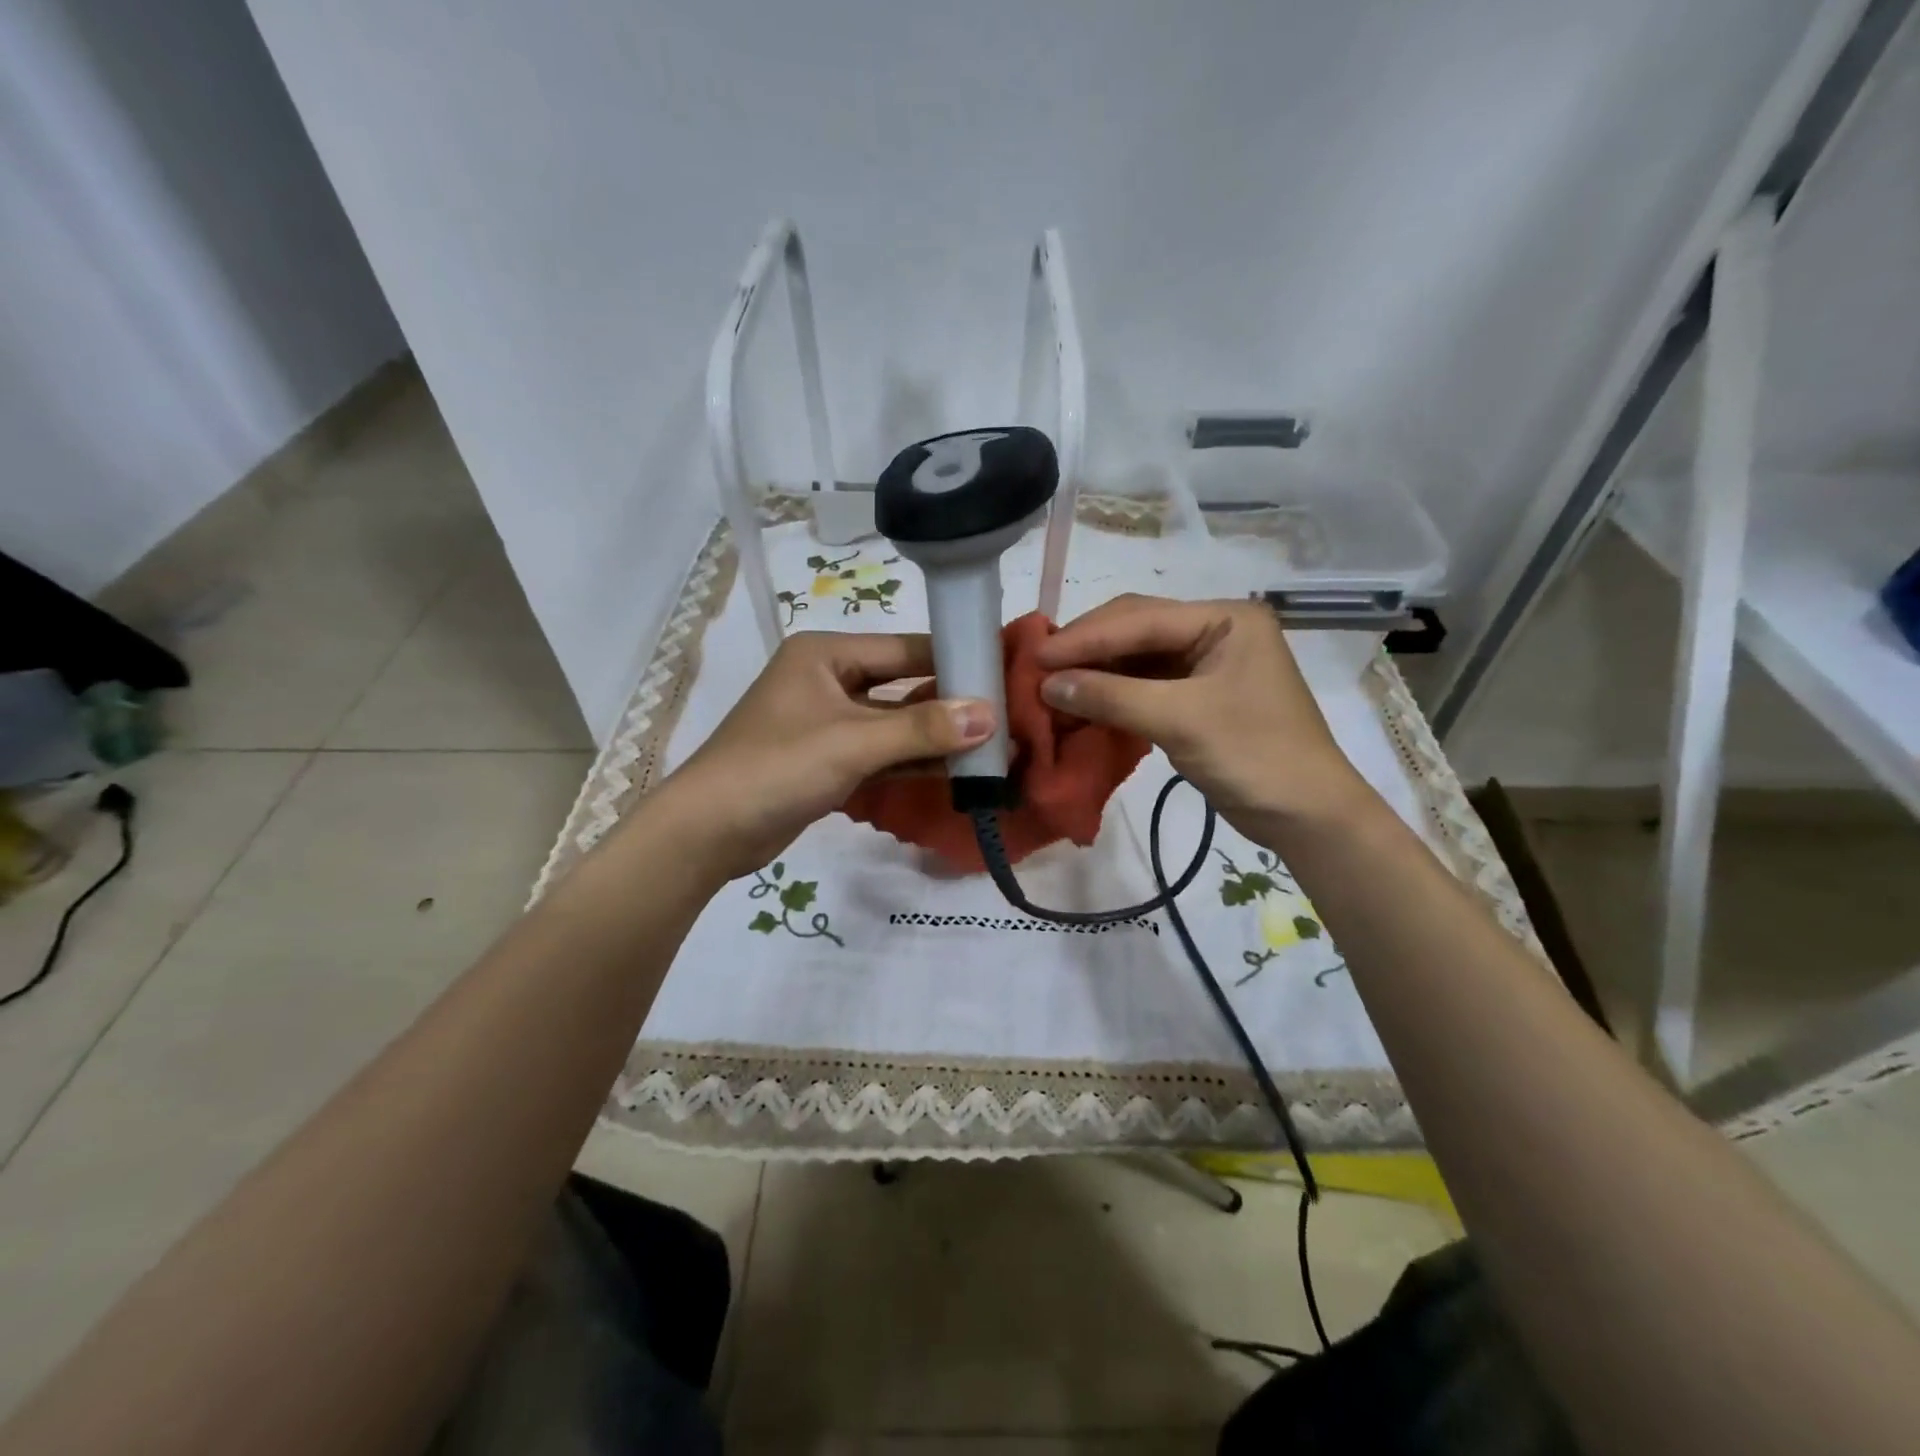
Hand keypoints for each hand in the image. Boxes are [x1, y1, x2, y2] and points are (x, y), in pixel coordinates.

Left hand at [655, 631, 992, 879]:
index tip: (1003, 675)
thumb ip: (922, 728)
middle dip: (949, 704)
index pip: (905, 648)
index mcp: (826, 654)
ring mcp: (828, 722)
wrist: (709, 831)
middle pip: (902, 685)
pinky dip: (912, 761)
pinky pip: (881, 752)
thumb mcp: (853, 742)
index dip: (954, 660)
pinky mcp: (828, 759)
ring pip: (894, 723)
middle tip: (1005, 717)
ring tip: (991, 747)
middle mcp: (828, 679)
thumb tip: (990, 716)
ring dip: (934, 737)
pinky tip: (955, 771)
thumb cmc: (777, 767)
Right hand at [1034, 595, 1373, 839]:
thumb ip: (1113, 696)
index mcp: (1225, 618)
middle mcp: (1214, 631)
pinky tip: (1079, 703)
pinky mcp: (1195, 695)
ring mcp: (1204, 663)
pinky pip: (1142, 685)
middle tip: (1036, 668)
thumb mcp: (1182, 721)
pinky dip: (1110, 695)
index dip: (1085, 637)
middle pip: (1135, 629)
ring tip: (1049, 686)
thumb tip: (1047, 684)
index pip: (1141, 618)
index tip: (1036, 656)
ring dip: (1094, 673)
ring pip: (1135, 658)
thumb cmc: (1255, 756)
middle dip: (1086, 649)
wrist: (1306, 815)